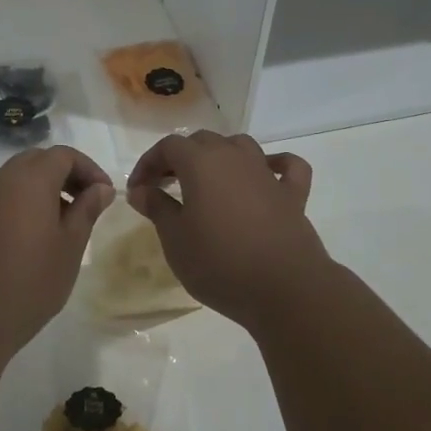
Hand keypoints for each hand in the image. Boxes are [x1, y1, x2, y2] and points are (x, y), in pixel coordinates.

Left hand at [0, 146, 113, 357]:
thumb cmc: (28, 282)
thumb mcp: (69, 247)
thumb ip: (86, 211)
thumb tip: (101, 188)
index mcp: (31, 179)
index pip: (64, 155)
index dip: (89, 169)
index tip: (105, 195)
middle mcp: (1, 180)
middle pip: (37, 161)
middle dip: (65, 175)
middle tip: (84, 204)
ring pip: (15, 180)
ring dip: (41, 191)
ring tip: (59, 226)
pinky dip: (19, 206)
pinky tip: (28, 241)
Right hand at [126, 131, 327, 328]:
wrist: (284, 289)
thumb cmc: (220, 264)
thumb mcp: (176, 240)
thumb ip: (157, 208)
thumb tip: (140, 190)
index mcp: (202, 163)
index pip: (169, 146)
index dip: (149, 163)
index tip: (137, 189)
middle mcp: (235, 157)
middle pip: (203, 141)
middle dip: (180, 158)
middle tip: (165, 186)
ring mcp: (267, 173)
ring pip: (240, 146)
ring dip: (220, 156)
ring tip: (207, 181)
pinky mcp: (293, 194)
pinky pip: (286, 166)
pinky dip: (274, 164)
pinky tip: (266, 174)